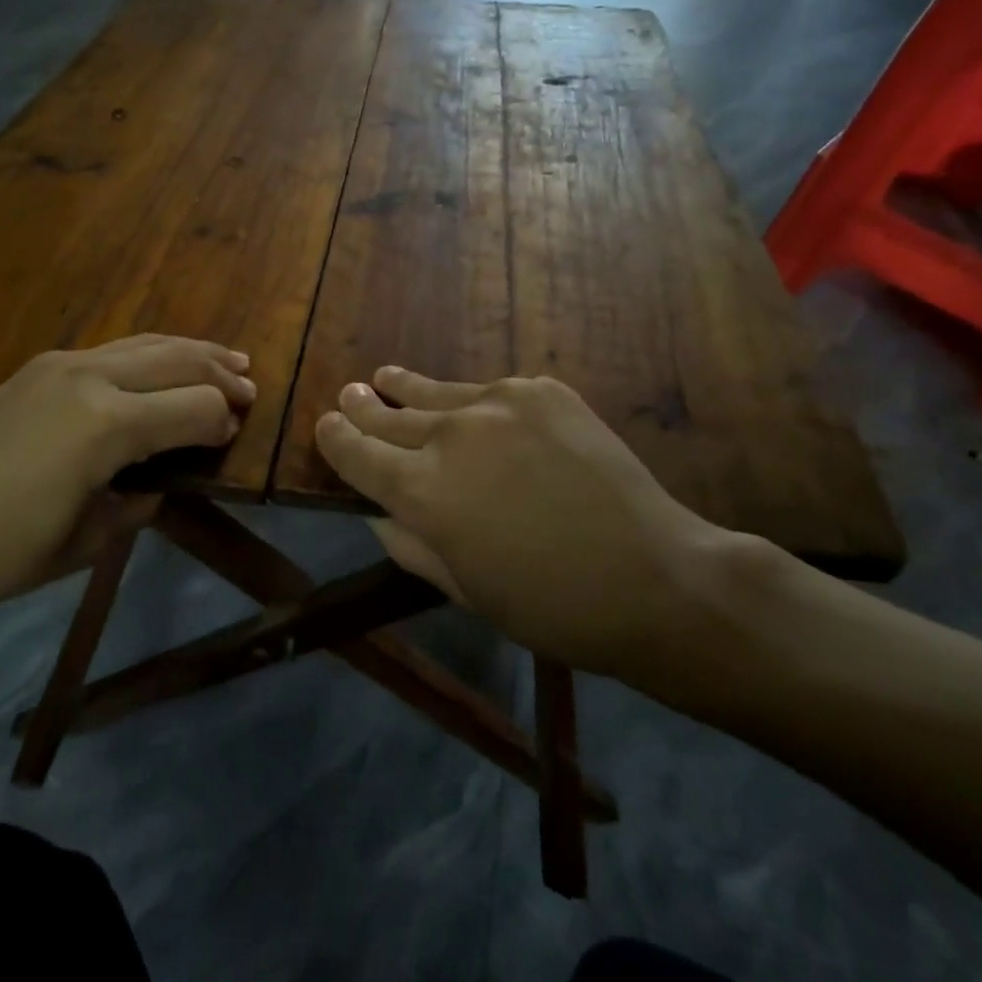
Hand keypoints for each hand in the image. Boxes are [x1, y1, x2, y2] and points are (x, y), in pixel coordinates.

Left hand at [0, 335, 253, 617]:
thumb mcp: (76, 547)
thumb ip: (131, 508)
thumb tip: (156, 484)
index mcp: (105, 426)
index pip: (193, 409)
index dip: (222, 423)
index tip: (233, 440)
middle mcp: (90, 379)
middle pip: (177, 361)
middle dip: (219, 374)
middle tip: (250, 387)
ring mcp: (61, 365)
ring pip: (146, 344)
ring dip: (190, 352)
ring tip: (225, 359)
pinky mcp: (39, 367)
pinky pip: (114, 349)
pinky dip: (151, 353)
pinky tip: (159, 366)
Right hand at [315, 368, 771, 693]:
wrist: (655, 577)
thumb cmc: (551, 606)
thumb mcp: (465, 590)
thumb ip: (411, 546)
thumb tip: (378, 514)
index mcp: (422, 492)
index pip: (357, 453)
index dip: (335, 438)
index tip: (326, 426)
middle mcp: (450, 436)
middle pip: (390, 414)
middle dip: (364, 406)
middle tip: (351, 394)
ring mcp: (497, 404)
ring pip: (435, 392)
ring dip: (406, 387)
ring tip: (385, 375)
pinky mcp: (540, 390)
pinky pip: (490, 391)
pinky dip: (473, 401)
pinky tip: (472, 405)